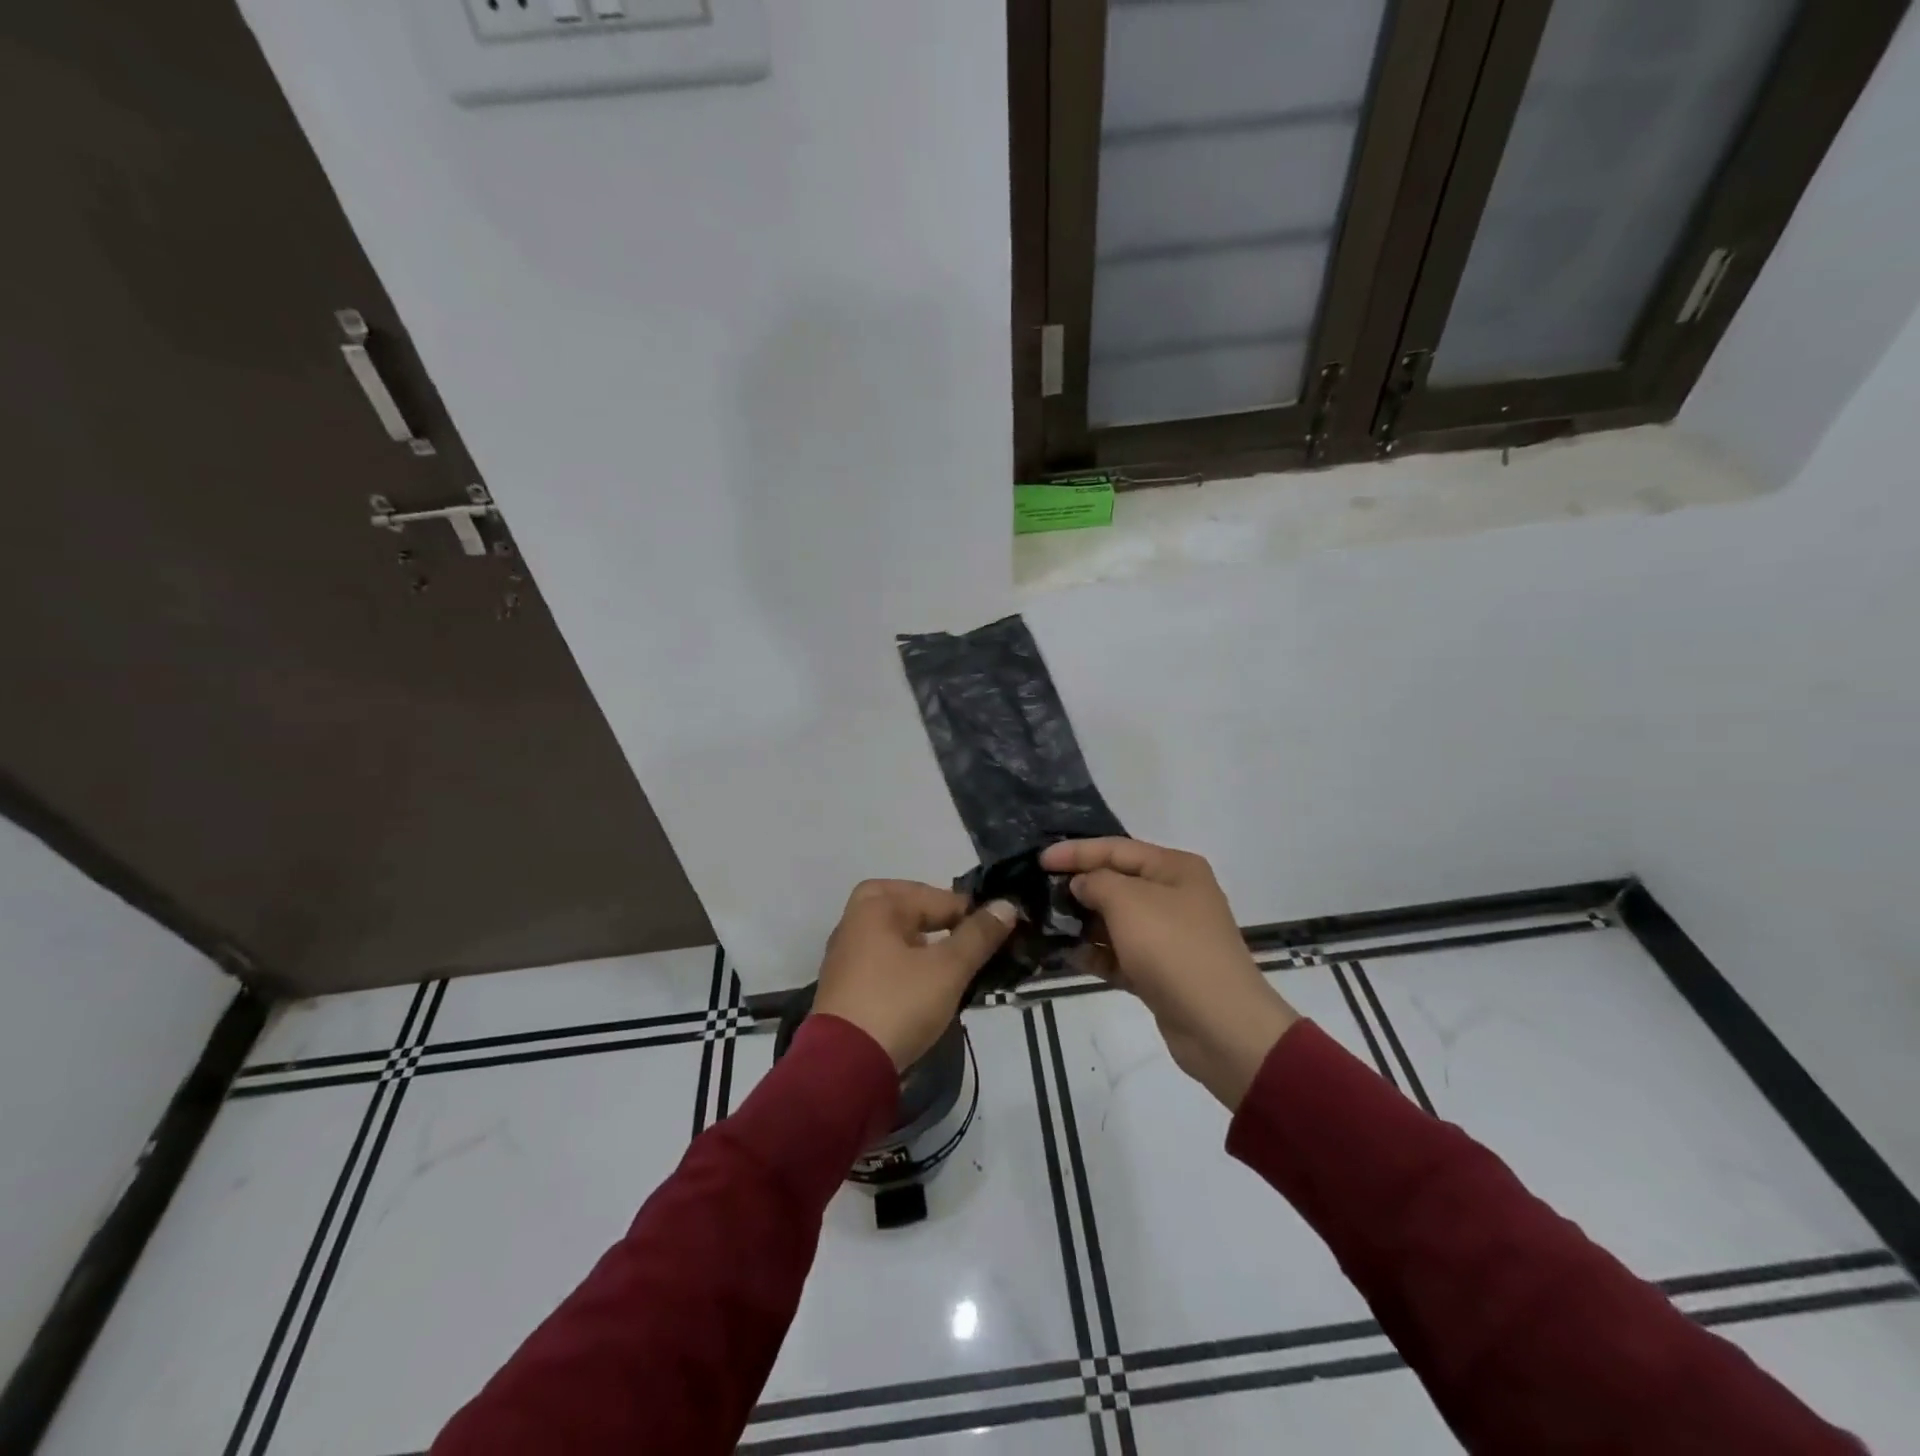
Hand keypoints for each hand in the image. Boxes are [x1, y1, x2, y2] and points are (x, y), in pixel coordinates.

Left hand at [812, 880, 1017, 1070]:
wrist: (845, 1068)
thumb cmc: (898, 1003)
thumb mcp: (948, 968)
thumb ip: (978, 935)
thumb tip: (1006, 905)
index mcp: (875, 905)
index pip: (936, 896)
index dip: (970, 913)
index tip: (998, 933)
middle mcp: (854, 921)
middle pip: (908, 909)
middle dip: (940, 920)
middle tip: (968, 939)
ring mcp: (845, 956)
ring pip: (894, 937)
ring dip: (923, 945)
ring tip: (954, 966)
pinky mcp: (845, 987)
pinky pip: (883, 962)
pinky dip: (906, 966)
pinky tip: (926, 987)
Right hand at [1041, 838, 1297, 1109]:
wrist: (1219, 1024)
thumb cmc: (1173, 948)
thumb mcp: (1128, 902)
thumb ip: (1096, 882)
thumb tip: (1082, 884)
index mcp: (1174, 868)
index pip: (1116, 848)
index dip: (1076, 851)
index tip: (1039, 860)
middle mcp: (1175, 896)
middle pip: (1117, 882)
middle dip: (1079, 887)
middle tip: (1039, 892)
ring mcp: (1169, 935)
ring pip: (1116, 920)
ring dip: (1083, 922)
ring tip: (1046, 924)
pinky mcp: (1161, 971)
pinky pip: (1121, 954)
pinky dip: (1096, 954)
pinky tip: (1067, 955)